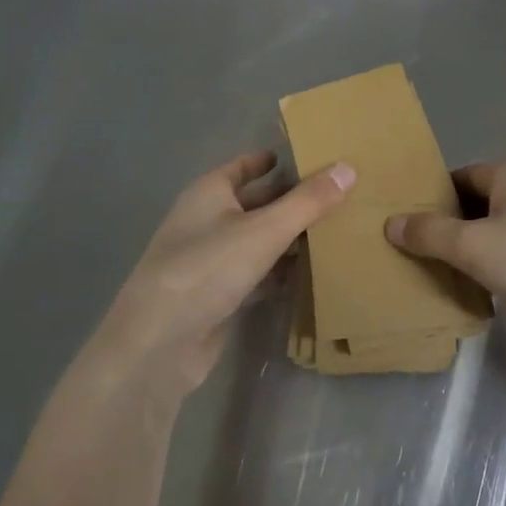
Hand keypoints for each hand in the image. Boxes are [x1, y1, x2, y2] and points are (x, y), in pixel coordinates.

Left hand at [84, 151, 353, 398]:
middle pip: (255, 203)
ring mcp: (209, 261)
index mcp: (208, 194)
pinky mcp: (217, 297)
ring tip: (334, 232)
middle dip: (290, 200)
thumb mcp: (264, 230)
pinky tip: (310, 273)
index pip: (243, 167)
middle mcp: (206, 222)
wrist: (157, 346)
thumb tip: (348, 168)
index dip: (272, 161)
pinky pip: (256, 274)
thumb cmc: (207, 270)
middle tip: (336, 196)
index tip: (309, 159)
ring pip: (257, 241)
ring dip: (289, 238)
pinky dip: (279, 271)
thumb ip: (308, 201)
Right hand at [386, 162, 505, 363]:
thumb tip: (391, 222)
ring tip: (431, 271)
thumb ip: (430, 233)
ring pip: (494, 234)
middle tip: (409, 248)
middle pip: (477, 204)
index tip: (402, 218)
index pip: (462, 176)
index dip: (432, 195)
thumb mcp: (473, 244)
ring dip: (468, 251)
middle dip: (446, 226)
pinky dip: (491, 269)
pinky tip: (471, 290)